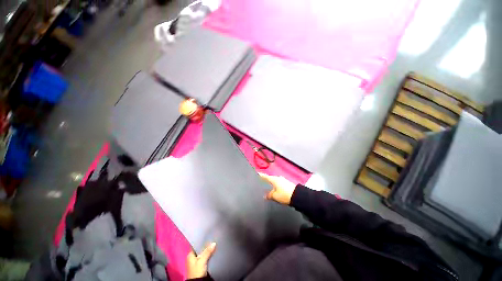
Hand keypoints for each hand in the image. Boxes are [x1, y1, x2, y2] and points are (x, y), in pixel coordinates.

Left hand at [187, 242, 215, 278]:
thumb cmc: (197, 271)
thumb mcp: (202, 261)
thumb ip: (207, 252)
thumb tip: (214, 242)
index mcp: (190, 255)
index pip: (196, 245)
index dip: (201, 240)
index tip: (208, 235)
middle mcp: (193, 257)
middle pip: (200, 249)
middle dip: (206, 245)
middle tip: (213, 239)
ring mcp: (197, 262)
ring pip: (203, 253)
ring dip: (208, 250)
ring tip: (214, 243)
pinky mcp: (201, 265)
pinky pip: (205, 257)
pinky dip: (209, 254)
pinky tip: (213, 251)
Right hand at [259, 173, 295, 204]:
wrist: (297, 196)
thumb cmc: (284, 195)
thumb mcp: (275, 196)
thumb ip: (269, 195)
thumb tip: (265, 195)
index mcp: (274, 179)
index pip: (265, 176)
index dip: (260, 175)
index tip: (256, 173)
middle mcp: (278, 178)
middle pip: (270, 178)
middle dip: (265, 180)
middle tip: (260, 182)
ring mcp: (283, 180)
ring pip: (274, 181)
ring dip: (271, 183)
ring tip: (266, 187)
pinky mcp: (286, 183)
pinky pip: (278, 183)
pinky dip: (275, 185)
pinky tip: (274, 189)